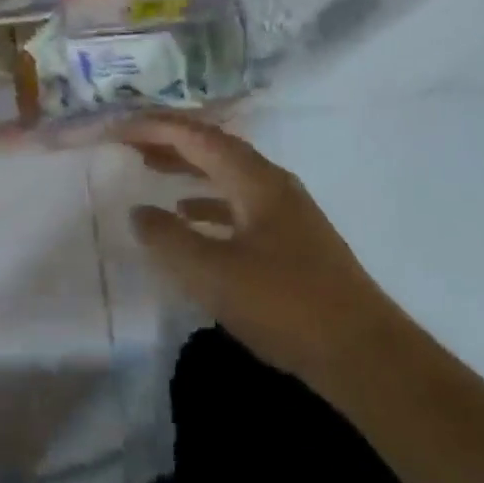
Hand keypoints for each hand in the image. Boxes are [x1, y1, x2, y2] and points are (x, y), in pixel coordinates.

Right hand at [119, 112, 383, 391]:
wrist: (364, 354)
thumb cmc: (285, 305)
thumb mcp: (214, 274)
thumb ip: (169, 239)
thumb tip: (139, 212)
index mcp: (255, 178)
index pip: (197, 136)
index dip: (155, 127)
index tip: (119, 128)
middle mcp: (271, 183)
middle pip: (213, 147)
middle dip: (170, 140)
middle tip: (130, 142)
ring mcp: (285, 211)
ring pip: (226, 174)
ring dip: (188, 167)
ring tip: (151, 169)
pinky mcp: (291, 240)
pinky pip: (239, 203)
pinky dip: (208, 201)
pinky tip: (191, 216)